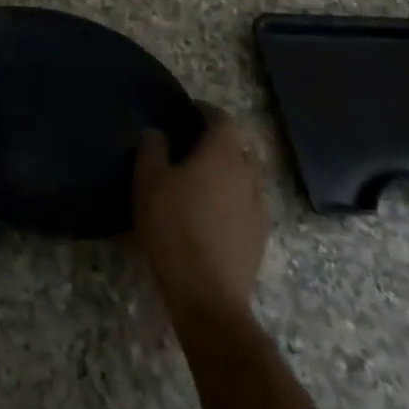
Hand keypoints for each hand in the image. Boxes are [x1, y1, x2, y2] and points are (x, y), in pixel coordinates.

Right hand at [132, 105, 269, 315]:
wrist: (207, 297)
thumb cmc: (174, 228)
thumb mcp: (148, 181)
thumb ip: (152, 148)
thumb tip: (158, 133)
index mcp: (222, 154)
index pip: (221, 118)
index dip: (204, 111)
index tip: (184, 113)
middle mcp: (247, 175)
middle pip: (238, 147)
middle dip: (217, 142)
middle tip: (189, 146)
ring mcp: (258, 209)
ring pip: (246, 177)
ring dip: (227, 172)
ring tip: (200, 181)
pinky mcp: (259, 239)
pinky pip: (248, 204)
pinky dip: (233, 199)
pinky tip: (212, 213)